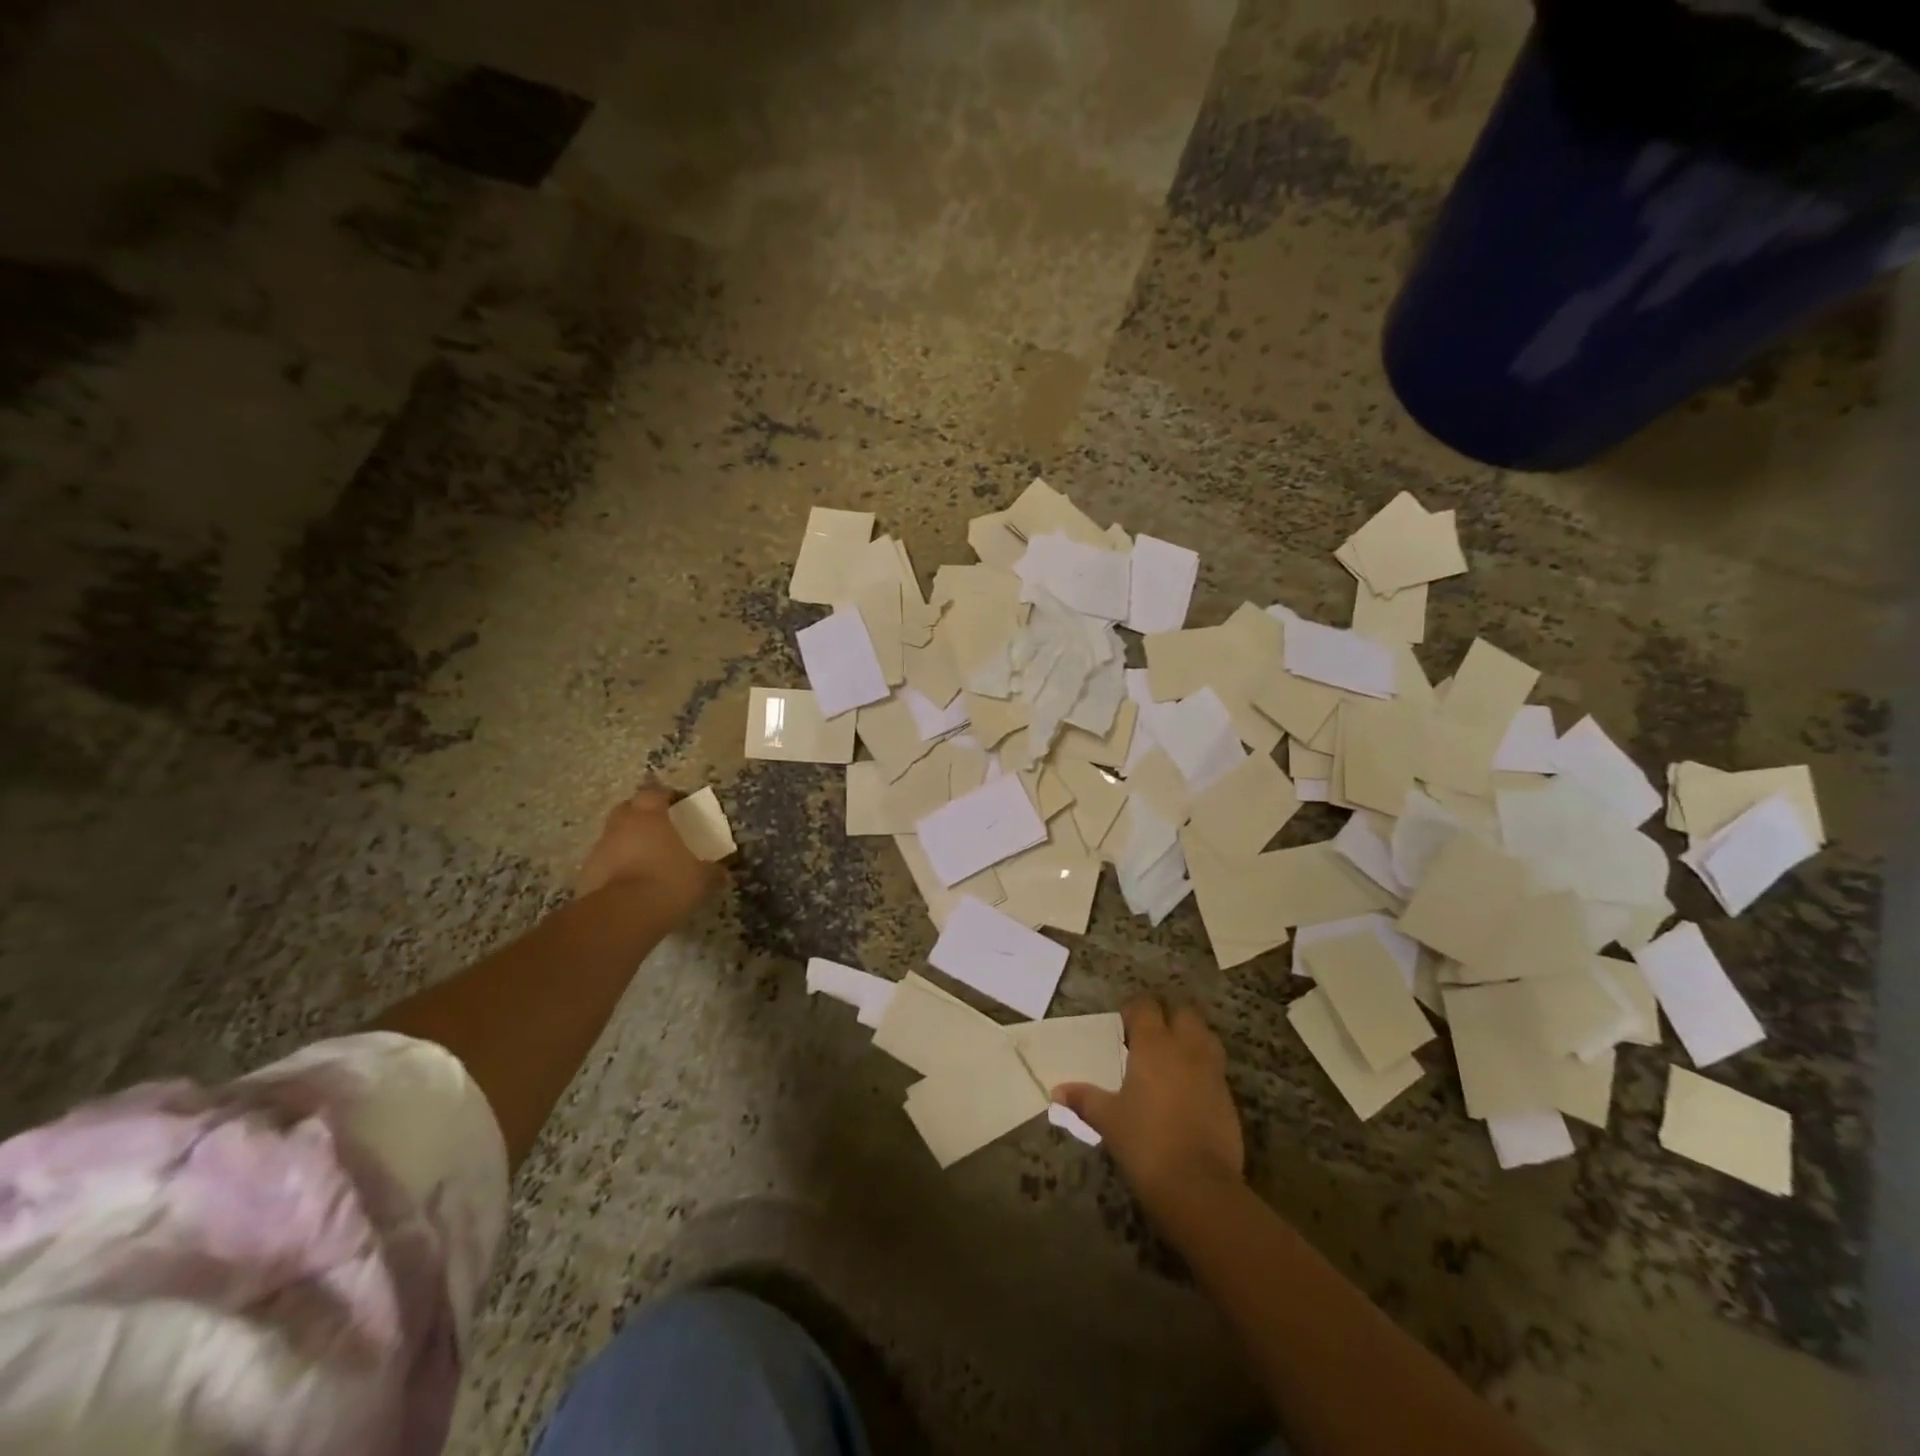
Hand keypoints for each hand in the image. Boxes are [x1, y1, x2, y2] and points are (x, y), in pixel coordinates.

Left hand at [576, 787, 725, 923]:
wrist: (622, 915)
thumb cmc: (669, 882)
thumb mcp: (702, 878)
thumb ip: (712, 871)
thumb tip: (723, 872)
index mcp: (650, 816)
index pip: (655, 793)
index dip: (666, 797)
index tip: (678, 806)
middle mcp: (621, 825)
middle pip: (628, 808)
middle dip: (641, 815)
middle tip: (659, 829)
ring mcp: (600, 849)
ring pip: (613, 836)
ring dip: (626, 843)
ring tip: (645, 861)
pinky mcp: (586, 874)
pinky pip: (604, 863)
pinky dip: (615, 868)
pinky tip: (630, 884)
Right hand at [1054, 995, 1244, 1215]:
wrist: (1198, 1185)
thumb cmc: (1145, 1142)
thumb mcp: (1108, 1119)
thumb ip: (1084, 1099)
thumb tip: (1057, 1091)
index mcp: (1154, 1045)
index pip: (1146, 1006)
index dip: (1134, 1009)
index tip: (1123, 1023)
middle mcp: (1186, 1049)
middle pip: (1184, 1013)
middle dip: (1169, 1017)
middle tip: (1150, 1036)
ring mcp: (1212, 1072)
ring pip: (1206, 1037)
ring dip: (1191, 1038)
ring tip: (1173, 1057)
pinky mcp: (1229, 1098)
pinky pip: (1216, 1069)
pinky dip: (1203, 1069)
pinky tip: (1189, 1090)